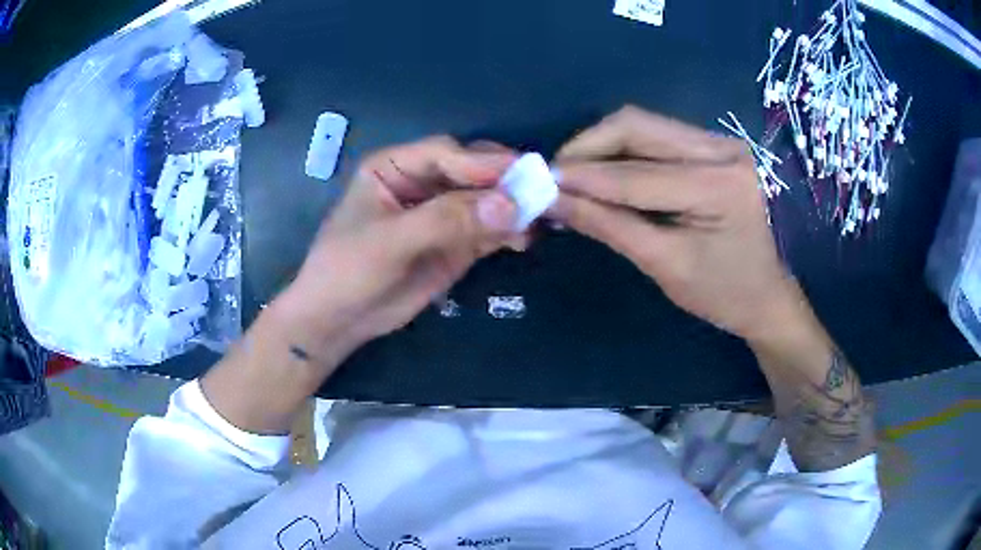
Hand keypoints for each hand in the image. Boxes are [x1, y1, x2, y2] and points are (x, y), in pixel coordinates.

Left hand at [277, 136, 519, 361]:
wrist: (339, 320)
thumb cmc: (348, 270)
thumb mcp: (390, 241)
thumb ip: (446, 220)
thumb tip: (509, 205)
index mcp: (396, 166)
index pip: (445, 153)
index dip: (481, 163)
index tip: (519, 175)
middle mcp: (422, 182)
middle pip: (471, 171)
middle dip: (503, 182)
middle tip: (539, 193)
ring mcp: (441, 213)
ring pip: (485, 200)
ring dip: (512, 207)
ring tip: (538, 220)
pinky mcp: (455, 242)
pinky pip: (488, 229)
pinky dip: (508, 231)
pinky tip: (523, 240)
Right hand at [550, 106, 799, 342]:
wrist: (767, 295)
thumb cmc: (723, 293)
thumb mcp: (664, 265)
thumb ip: (609, 226)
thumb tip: (555, 201)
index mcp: (719, 186)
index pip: (636, 174)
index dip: (582, 177)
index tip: (539, 183)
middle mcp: (723, 149)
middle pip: (637, 125)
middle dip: (588, 147)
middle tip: (557, 175)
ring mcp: (721, 142)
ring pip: (644, 125)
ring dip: (602, 146)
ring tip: (575, 175)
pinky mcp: (714, 145)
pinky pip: (657, 135)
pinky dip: (623, 151)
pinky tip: (606, 172)